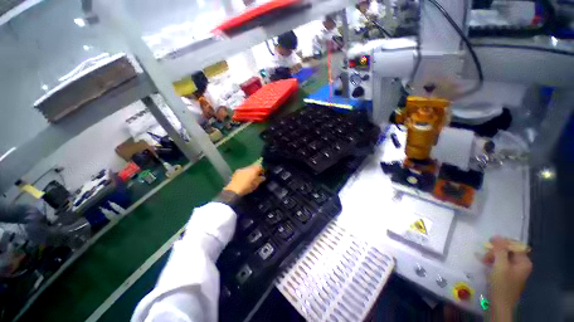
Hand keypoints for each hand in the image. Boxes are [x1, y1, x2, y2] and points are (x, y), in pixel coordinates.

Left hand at [224, 165, 264, 195]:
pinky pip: (243, 171)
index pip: (260, 167)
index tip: (264, 174)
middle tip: (257, 176)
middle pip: (254, 167)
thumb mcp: (256, 185)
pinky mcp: (236, 172)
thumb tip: (263, 177)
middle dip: (256, 171)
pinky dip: (245, 174)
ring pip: (248, 169)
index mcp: (254, 170)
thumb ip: (260, 179)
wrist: (234, 190)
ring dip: (250, 172)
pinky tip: (244, 178)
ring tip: (251, 177)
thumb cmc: (247, 187)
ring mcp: (241, 169)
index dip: (263, 170)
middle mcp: (248, 167)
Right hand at [482, 236, 531, 320]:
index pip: (514, 245)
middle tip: (485, 255)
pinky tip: (487, 265)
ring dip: (493, 256)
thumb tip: (497, 236)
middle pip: (509, 251)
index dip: (502, 242)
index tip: (489, 243)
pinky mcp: (509, 275)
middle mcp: (522, 264)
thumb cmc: (502, 284)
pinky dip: (494, 262)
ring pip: (504, 257)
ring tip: (483, 260)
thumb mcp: (500, 265)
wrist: (499, 304)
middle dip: (495, 251)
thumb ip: (500, 250)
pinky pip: (502, 264)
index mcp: (524, 262)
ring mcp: (516, 271)